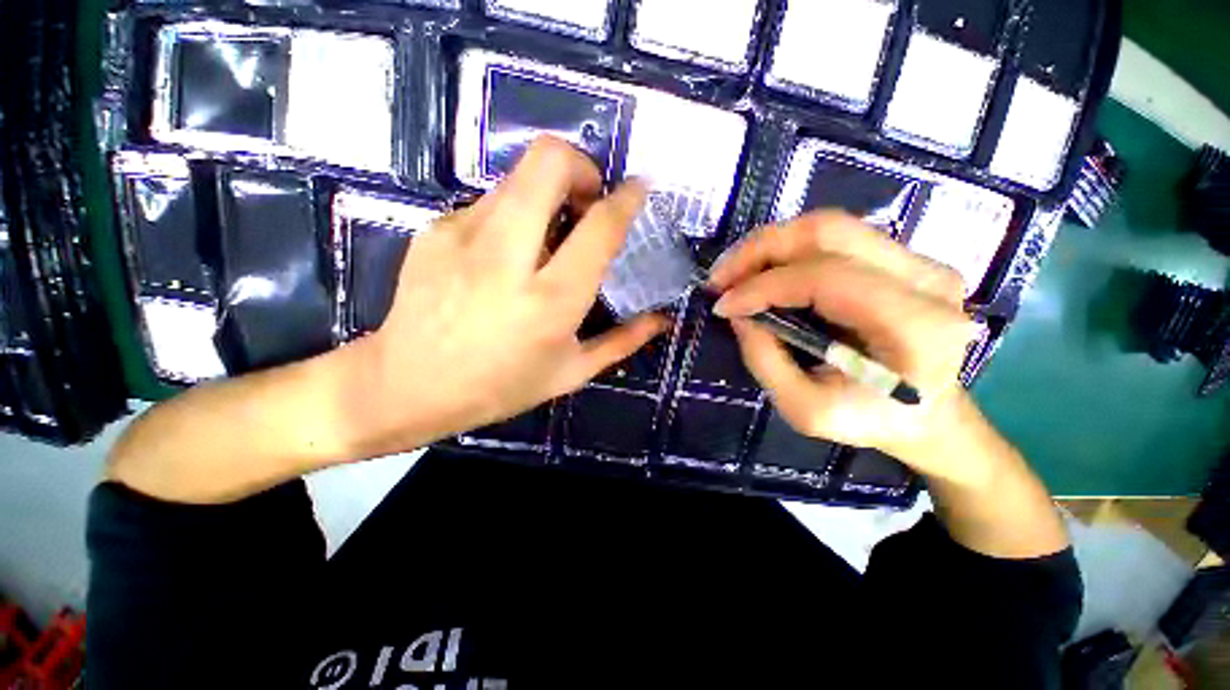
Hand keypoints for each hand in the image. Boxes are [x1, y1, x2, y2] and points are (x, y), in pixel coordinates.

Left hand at [345, 137, 668, 455]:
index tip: (638, 189)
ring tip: (547, 236)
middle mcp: (508, 257)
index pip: (600, 226)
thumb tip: (662, 319)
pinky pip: (490, 201)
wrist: (405, 385)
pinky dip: (513, 215)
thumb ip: (623, 340)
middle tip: (587, 202)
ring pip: (519, 176)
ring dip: (548, 194)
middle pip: (549, 161)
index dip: (627, 198)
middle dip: (582, 166)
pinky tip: (506, 254)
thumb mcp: (571, 372)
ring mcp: (464, 234)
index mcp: (551, 300)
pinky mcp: (436, 228)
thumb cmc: (500, 386)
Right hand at [708, 211, 982, 484]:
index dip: (763, 286)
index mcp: (915, 325)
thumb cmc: (871, 420)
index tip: (722, 304)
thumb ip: (766, 361)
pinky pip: (835, 238)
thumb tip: (738, 314)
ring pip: (829, 226)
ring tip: (735, 273)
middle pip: (829, 230)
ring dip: (770, 245)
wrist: (929, 415)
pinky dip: (788, 250)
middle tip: (720, 276)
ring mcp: (920, 261)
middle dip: (760, 249)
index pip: (825, 278)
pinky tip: (763, 271)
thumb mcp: (806, 410)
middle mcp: (926, 278)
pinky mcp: (902, 258)